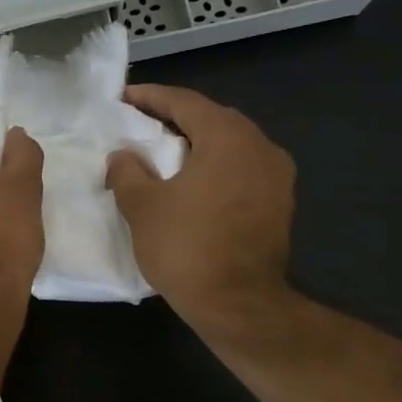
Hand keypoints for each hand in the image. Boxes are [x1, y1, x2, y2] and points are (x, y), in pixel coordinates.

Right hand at [106, 85, 294, 330]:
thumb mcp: (141, 205)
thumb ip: (127, 171)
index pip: (185, 103)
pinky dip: (213, 165)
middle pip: (212, 119)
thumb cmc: (185, 246)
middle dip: (174, 118)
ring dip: (195, 143)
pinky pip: (240, 168)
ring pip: (229, 144)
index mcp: (227, 138)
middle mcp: (260, 147)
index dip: (150, 97)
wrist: (238, 304)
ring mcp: (276, 176)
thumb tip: (124, 155)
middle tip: (139, 122)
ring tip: (161, 151)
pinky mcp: (279, 202)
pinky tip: (189, 180)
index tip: (123, 97)